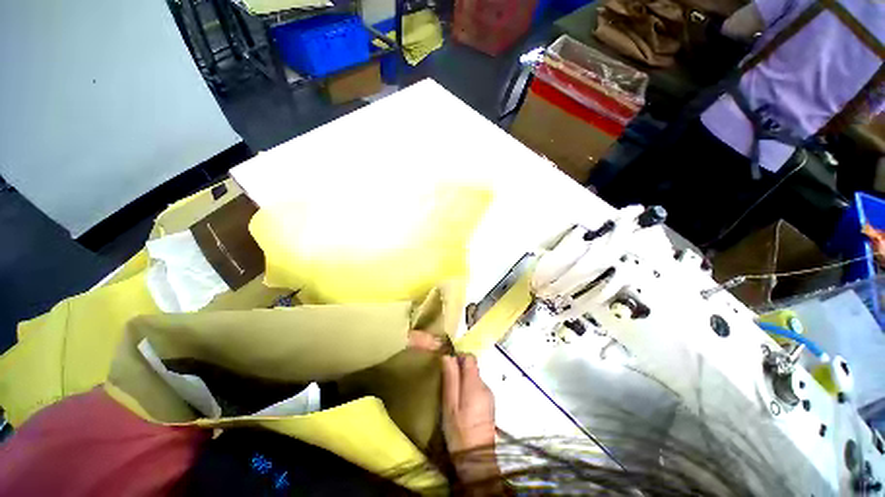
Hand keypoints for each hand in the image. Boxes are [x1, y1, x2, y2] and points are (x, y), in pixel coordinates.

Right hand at [441, 354, 499, 487]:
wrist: (477, 459)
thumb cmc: (459, 431)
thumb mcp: (449, 404)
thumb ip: (450, 378)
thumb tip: (447, 356)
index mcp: (475, 384)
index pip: (470, 358)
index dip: (458, 357)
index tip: (447, 366)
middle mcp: (485, 385)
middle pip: (472, 367)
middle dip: (459, 371)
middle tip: (447, 384)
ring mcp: (489, 395)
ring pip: (474, 378)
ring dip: (463, 382)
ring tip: (453, 397)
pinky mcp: (490, 404)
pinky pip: (477, 389)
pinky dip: (469, 391)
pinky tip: (462, 405)